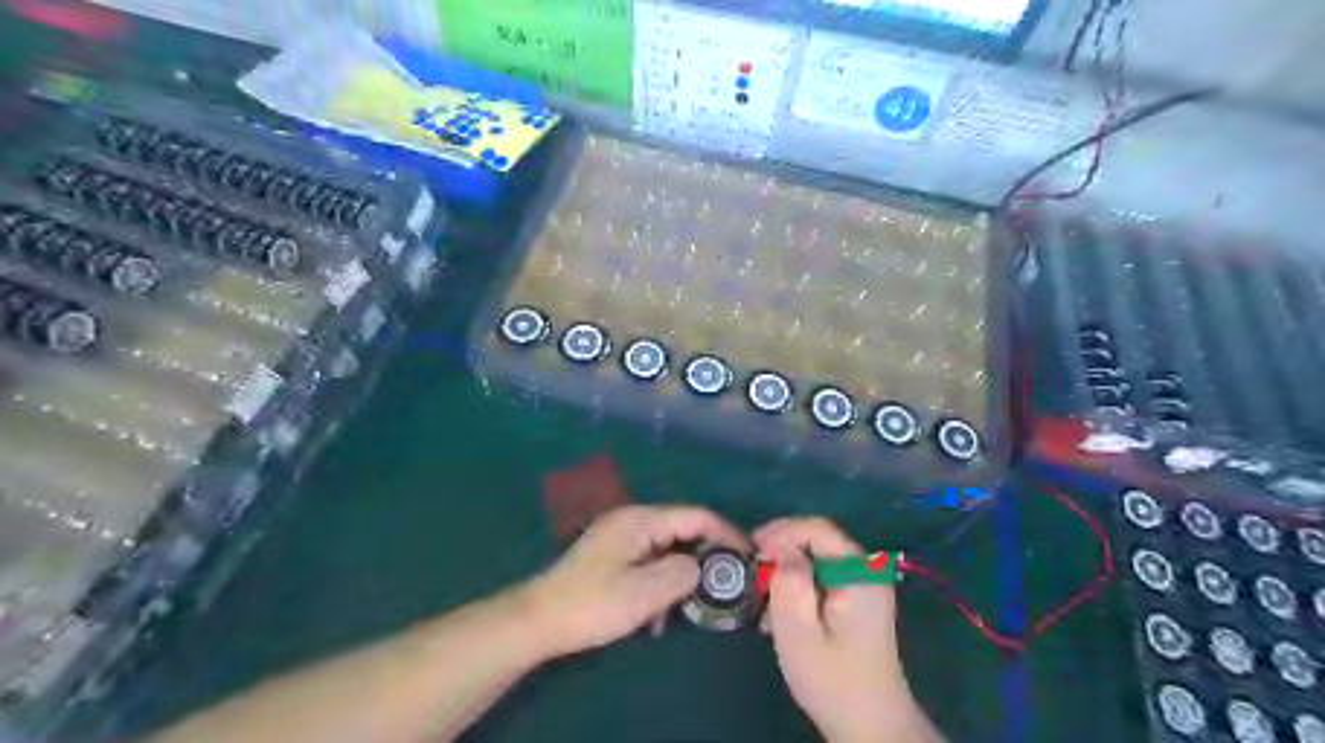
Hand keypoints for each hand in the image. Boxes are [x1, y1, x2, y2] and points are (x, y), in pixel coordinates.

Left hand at [520, 505, 743, 655]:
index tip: (749, 557)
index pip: (696, 516)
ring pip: (667, 549)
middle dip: (705, 557)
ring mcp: (621, 537)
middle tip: (726, 584)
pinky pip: (649, 562)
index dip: (726, 534)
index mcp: (641, 520)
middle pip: (683, 530)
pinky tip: (656, 616)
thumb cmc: (593, 604)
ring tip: (688, 608)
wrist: (539, 619)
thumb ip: (682, 573)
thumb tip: (703, 567)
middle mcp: (633, 520)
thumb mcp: (644, 592)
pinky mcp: (613, 556)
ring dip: (681, 576)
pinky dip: (660, 583)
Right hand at [762, 516, 936, 742]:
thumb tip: (781, 548)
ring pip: (816, 560)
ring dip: (787, 574)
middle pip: (817, 541)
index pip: (818, 529)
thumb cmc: (832, 680)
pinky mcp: (857, 601)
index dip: (782, 532)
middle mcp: (866, 572)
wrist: (871, 726)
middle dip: (782, 552)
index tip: (753, 550)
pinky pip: (822, 578)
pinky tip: (781, 615)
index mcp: (859, 574)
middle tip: (754, 574)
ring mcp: (864, 586)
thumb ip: (790, 583)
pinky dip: (799, 588)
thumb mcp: (799, 632)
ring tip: (763, 602)